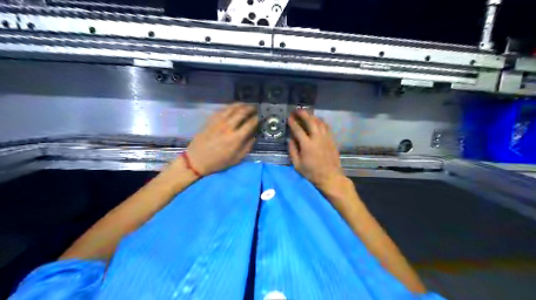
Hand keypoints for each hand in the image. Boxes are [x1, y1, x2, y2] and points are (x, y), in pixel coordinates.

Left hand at [187, 104, 257, 176]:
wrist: (197, 160)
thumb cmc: (218, 162)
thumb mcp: (237, 158)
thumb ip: (248, 146)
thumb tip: (255, 135)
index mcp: (236, 138)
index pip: (251, 123)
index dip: (258, 118)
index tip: (261, 117)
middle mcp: (228, 127)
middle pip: (242, 112)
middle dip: (251, 108)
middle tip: (256, 108)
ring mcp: (218, 122)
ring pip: (232, 108)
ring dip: (241, 105)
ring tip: (247, 105)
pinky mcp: (211, 120)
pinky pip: (222, 109)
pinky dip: (230, 106)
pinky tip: (234, 107)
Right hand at [287, 110, 344, 191]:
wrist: (330, 176)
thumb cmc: (311, 173)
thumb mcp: (297, 164)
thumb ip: (292, 150)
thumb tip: (290, 139)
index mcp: (307, 145)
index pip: (298, 129)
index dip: (293, 122)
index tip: (289, 117)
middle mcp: (317, 138)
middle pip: (310, 121)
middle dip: (303, 114)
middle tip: (297, 110)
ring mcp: (326, 138)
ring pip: (319, 122)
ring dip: (312, 116)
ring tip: (307, 114)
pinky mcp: (332, 139)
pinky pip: (326, 126)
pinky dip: (321, 122)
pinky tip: (317, 122)